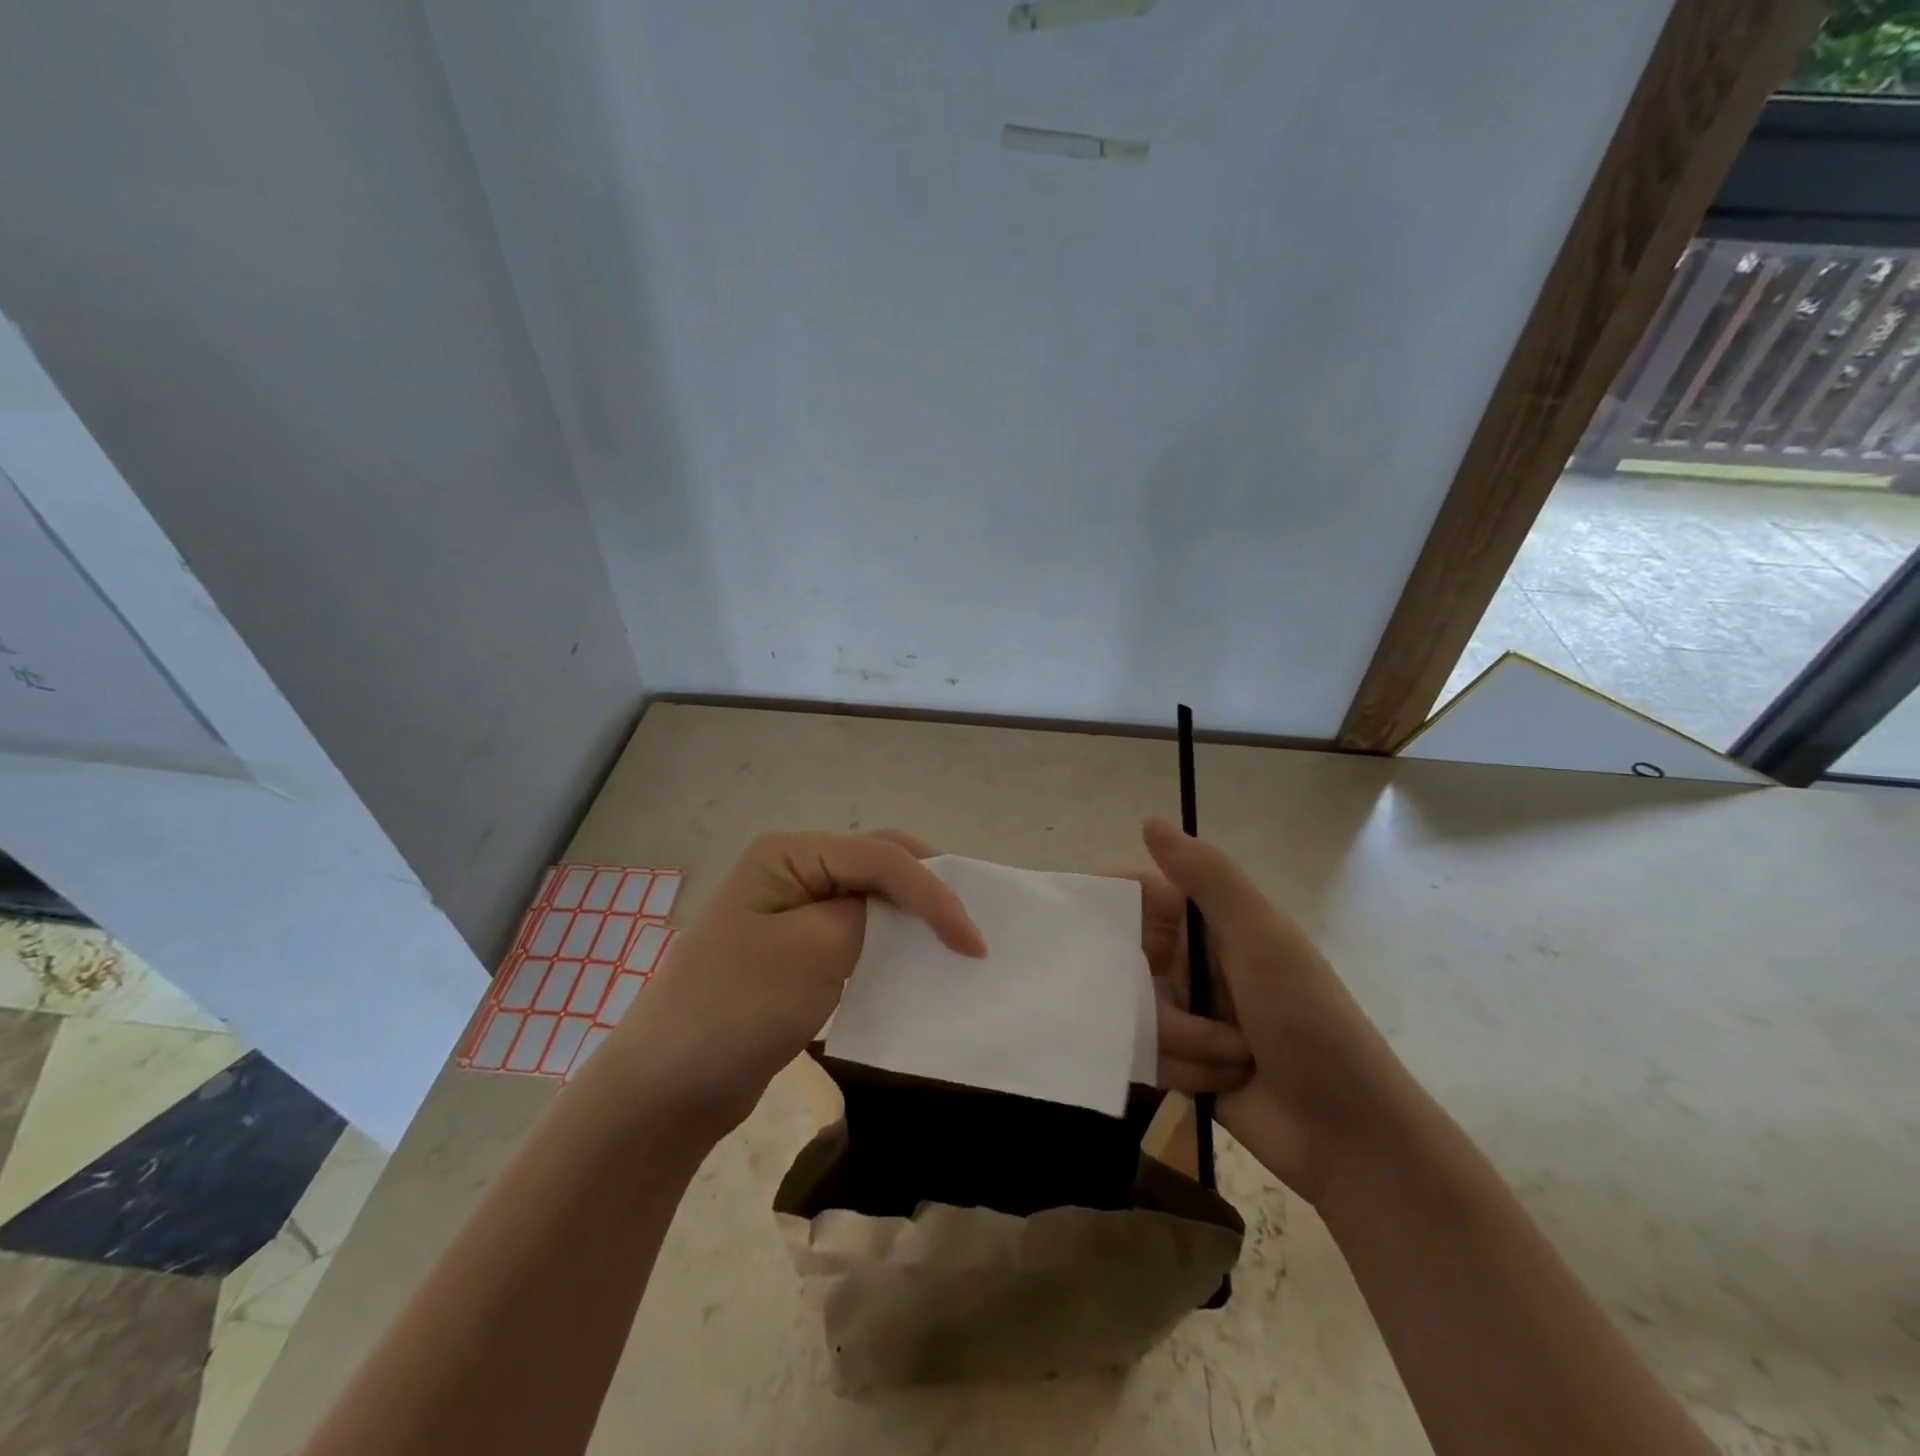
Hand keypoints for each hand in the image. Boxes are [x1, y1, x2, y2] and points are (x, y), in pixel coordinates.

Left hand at [599, 830, 983, 1137]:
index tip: (972, 942)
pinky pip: (851, 929)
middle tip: (969, 923)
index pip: (879, 857)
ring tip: (951, 937)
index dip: (933, 892)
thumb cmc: (737, 1009)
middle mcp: (790, 867)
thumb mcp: (815, 953)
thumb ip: (867, 915)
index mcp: (788, 852)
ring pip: (867, 894)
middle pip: (875, 862)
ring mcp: (789, 907)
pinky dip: (886, 939)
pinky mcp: (793, 947)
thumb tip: (891, 911)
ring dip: (910, 912)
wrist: (667, 1087)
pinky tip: (909, 959)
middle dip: (926, 886)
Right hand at [1141, 817, 1420, 1205]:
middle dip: (1156, 995)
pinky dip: (1181, 1069)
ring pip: (1133, 1011)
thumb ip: (1206, 878)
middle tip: (1187, 1013)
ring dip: (1180, 1038)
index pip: (1140, 897)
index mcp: (1213, 923)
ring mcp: (1184, 1014)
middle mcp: (1192, 962)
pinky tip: (1219, 1084)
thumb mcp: (1261, 939)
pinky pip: (1144, 1053)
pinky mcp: (1177, 1063)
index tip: (1081, 928)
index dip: (1111, 908)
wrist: (1348, 1136)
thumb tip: (1148, 820)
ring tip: (1229, 1056)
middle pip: (1128, 960)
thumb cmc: (1307, 1021)